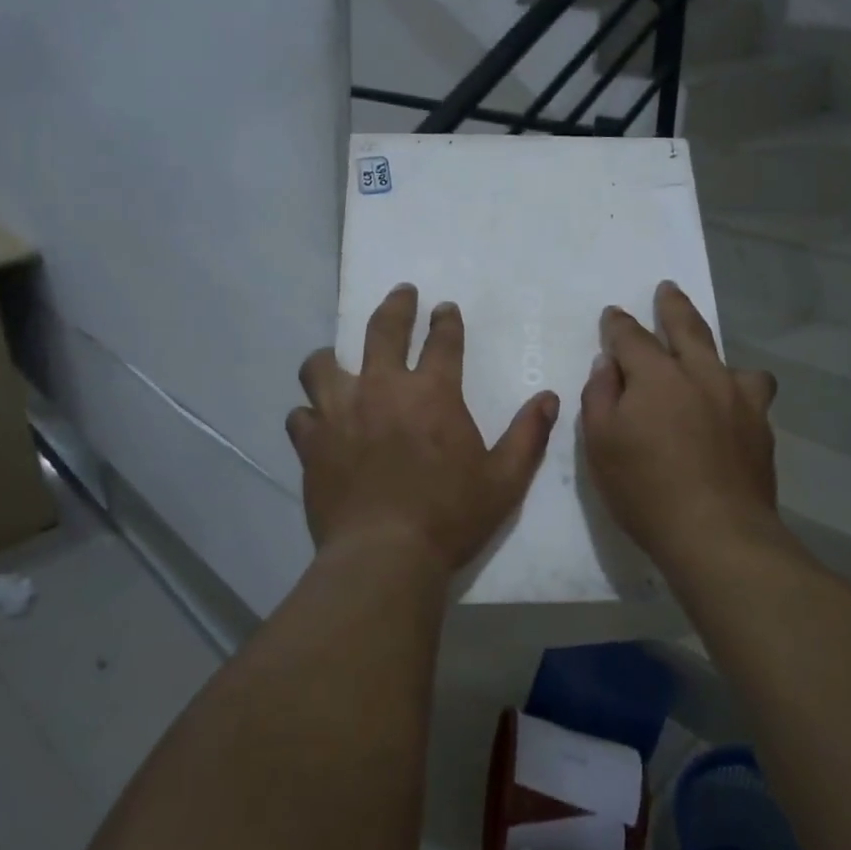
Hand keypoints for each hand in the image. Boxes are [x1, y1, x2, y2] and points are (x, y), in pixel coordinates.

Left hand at [289, 283, 559, 576]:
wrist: (384, 555)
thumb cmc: (450, 516)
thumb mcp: (504, 479)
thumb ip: (528, 435)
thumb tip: (549, 398)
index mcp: (432, 393)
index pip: (442, 341)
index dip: (445, 320)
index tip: (444, 308)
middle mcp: (382, 390)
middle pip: (383, 330)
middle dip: (396, 306)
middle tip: (402, 294)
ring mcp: (340, 413)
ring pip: (323, 365)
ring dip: (332, 357)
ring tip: (336, 359)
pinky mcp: (312, 444)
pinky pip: (301, 415)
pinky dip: (310, 414)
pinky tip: (316, 422)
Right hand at [581, 281, 780, 570]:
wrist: (717, 533)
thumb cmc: (645, 489)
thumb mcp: (600, 444)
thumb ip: (600, 396)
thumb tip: (608, 364)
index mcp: (657, 376)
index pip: (631, 337)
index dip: (618, 325)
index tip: (612, 315)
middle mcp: (702, 374)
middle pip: (687, 328)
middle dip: (673, 306)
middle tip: (667, 289)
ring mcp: (738, 399)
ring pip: (730, 360)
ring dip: (714, 352)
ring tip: (710, 361)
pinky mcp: (761, 426)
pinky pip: (752, 394)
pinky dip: (737, 392)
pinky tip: (731, 410)